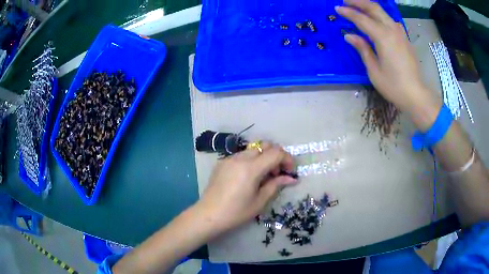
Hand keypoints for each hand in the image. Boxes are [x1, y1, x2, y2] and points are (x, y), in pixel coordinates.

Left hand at [196, 142, 297, 233]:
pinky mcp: (222, 162)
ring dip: (263, 157)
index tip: (291, 171)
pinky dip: (251, 160)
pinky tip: (249, 176)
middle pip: (265, 145)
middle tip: (277, 173)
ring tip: (263, 176)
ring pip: (253, 149)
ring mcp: (229, 158)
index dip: (288, 159)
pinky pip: (241, 155)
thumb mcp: (260, 201)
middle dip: (276, 156)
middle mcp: (240, 158)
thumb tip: (291, 178)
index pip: (276, 153)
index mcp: (251, 168)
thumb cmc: (236, 212)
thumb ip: (276, 185)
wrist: (208, 215)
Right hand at [336, 0, 441, 118]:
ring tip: (359, 8)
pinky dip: (380, 16)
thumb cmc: (393, 85)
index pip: (362, 19)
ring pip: (383, 12)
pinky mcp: (405, 39)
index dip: (348, 13)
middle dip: (359, 2)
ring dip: (370, 7)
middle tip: (346, 1)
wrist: (416, 95)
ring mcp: (400, 33)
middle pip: (374, 8)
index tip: (337, 9)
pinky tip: (376, 20)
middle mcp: (392, 30)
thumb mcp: (373, 70)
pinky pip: (390, 21)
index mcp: (383, 37)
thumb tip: (349, 35)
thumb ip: (362, 49)